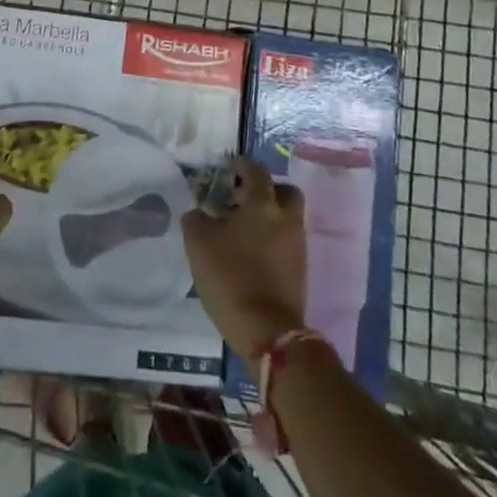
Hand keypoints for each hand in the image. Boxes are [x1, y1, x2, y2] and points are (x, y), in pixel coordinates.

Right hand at [182, 156, 308, 361]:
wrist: (268, 332)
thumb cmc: (231, 278)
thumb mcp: (199, 244)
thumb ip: (196, 219)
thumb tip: (199, 211)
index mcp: (263, 204)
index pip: (256, 170)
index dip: (242, 164)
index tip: (230, 166)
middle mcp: (286, 218)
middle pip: (284, 191)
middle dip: (266, 189)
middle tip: (243, 198)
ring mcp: (297, 245)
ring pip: (286, 217)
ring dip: (269, 216)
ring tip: (242, 229)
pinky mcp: (300, 270)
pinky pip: (287, 241)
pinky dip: (272, 239)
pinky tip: (251, 253)